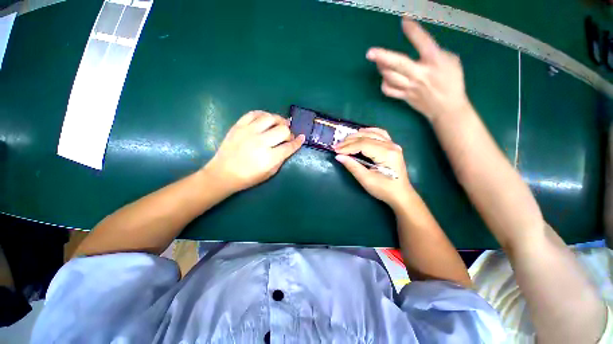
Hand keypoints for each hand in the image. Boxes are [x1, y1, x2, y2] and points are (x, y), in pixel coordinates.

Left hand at [203, 111, 304, 193]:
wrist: (223, 173)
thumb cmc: (248, 177)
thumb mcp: (269, 173)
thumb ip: (281, 159)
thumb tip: (289, 147)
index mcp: (269, 157)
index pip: (289, 146)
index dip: (298, 142)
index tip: (302, 138)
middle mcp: (260, 142)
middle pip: (283, 130)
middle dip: (289, 133)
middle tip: (288, 136)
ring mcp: (248, 132)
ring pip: (270, 118)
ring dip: (279, 120)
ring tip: (280, 124)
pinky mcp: (239, 126)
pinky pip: (254, 113)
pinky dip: (263, 114)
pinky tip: (266, 119)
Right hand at [334, 128, 413, 209]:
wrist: (400, 195)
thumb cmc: (384, 189)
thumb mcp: (366, 180)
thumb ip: (352, 166)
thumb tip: (339, 156)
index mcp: (386, 154)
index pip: (363, 145)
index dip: (348, 147)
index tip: (335, 150)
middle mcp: (391, 146)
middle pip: (367, 137)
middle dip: (349, 141)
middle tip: (337, 146)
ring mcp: (393, 145)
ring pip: (373, 133)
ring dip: (357, 135)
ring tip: (345, 140)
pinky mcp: (392, 146)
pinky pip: (380, 134)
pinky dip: (369, 132)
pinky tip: (361, 133)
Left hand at [366, 17, 469, 121]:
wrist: (446, 107)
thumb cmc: (451, 81)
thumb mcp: (450, 60)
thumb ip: (434, 53)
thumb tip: (419, 48)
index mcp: (435, 61)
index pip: (422, 42)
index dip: (413, 30)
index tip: (404, 19)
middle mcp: (420, 74)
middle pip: (398, 64)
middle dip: (383, 57)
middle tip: (370, 53)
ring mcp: (410, 87)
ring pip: (390, 77)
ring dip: (382, 69)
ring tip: (378, 62)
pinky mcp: (404, 97)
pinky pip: (389, 91)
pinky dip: (384, 84)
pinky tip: (385, 79)